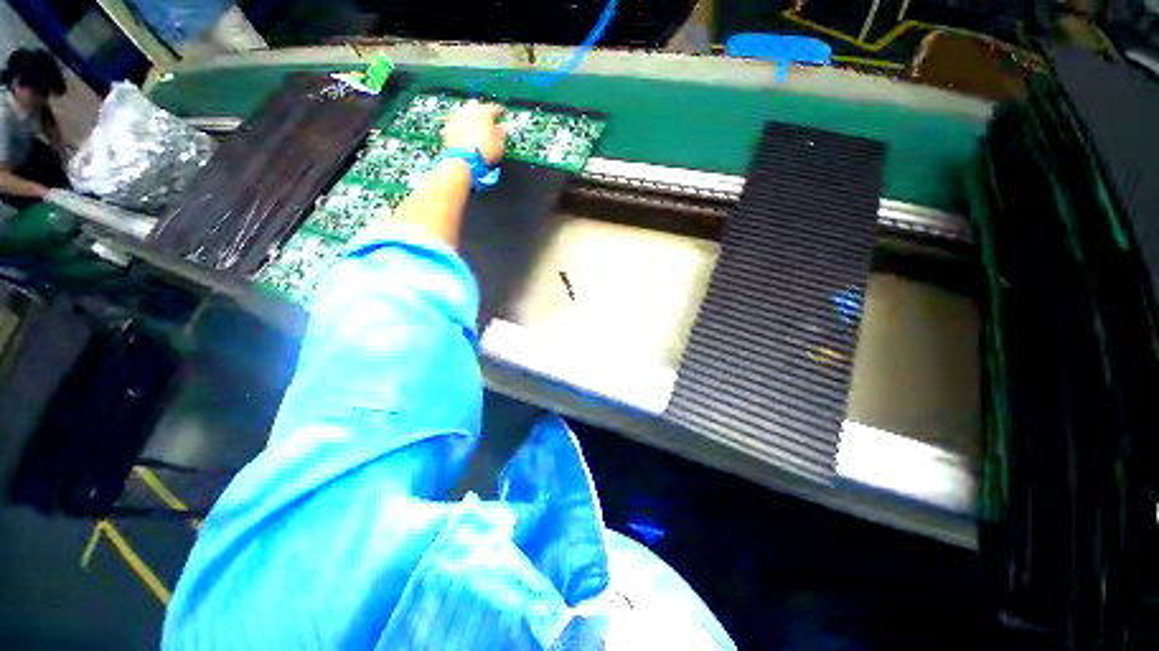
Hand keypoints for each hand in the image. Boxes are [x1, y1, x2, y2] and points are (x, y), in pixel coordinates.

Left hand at [442, 102, 506, 164]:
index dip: (501, 113)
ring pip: (467, 113)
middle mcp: (469, 109)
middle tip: (489, 122)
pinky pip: (459, 123)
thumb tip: (503, 127)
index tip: (503, 117)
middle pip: (478, 106)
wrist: (463, 159)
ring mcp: (457, 116)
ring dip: (472, 119)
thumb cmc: (483, 150)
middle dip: (483, 113)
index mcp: (485, 110)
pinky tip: (468, 136)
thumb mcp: (500, 142)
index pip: (496, 108)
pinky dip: (464, 127)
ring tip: (478, 130)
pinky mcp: (449, 126)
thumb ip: (502, 131)